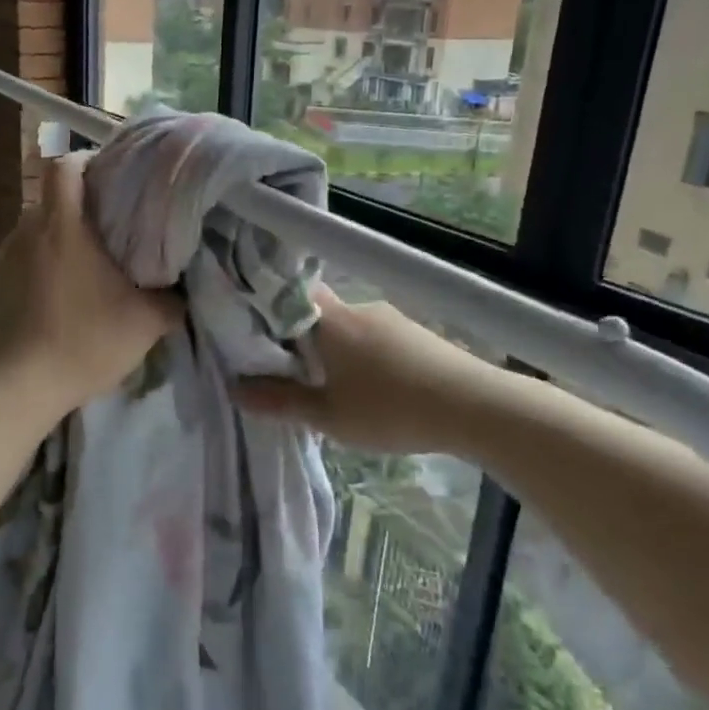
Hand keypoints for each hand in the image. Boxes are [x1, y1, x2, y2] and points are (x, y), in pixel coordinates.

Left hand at [0, 154, 181, 420]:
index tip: (112, 177)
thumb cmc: (84, 343)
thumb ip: (171, 301)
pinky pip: (15, 266)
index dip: (88, 161)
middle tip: (108, 233)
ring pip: (32, 235)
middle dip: (78, 210)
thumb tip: (184, 292)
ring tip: (79, 273)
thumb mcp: (145, 324)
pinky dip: (34, 273)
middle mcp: (24, 231)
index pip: (66, 165)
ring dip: (55, 244)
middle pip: (51, 201)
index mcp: (62, 225)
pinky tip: (49, 304)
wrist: (14, 390)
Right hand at [234, 288, 490, 456]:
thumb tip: (234, 389)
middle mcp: (358, 308)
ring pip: (349, 327)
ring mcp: (391, 318)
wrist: (473, 406)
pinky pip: (376, 338)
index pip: (289, 294)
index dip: (269, 306)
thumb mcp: (327, 416)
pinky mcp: (417, 333)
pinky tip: (373, 388)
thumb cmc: (389, 409)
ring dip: (337, 350)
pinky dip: (365, 356)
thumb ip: (280, 401)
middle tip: (290, 370)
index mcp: (329, 321)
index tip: (254, 329)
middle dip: (302, 337)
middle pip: (318, 313)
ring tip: (333, 387)